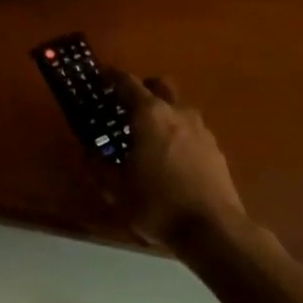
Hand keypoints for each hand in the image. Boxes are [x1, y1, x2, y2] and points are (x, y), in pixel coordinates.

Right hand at [107, 70, 246, 248]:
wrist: (212, 228)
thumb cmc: (157, 204)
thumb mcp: (117, 189)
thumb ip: (98, 166)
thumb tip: (87, 152)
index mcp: (150, 115)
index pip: (128, 84)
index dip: (112, 77)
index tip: (102, 74)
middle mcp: (178, 113)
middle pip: (160, 86)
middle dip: (143, 88)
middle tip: (127, 103)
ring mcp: (201, 130)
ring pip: (179, 107)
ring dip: (163, 111)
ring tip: (148, 133)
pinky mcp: (215, 149)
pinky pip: (192, 129)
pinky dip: (178, 132)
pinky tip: (170, 156)